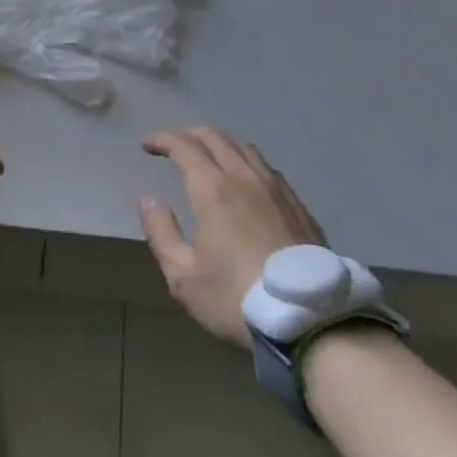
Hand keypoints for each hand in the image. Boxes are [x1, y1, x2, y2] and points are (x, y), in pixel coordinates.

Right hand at [138, 127, 325, 348]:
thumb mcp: (184, 277)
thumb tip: (148, 200)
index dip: (162, 139)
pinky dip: (246, 162)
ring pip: (245, 148)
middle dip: (189, 134)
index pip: (184, 146)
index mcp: (213, 189)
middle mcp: (245, 178)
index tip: (146, 145)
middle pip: (215, 137)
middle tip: (172, 145)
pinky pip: (267, 169)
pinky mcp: (299, 206)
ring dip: (220, 144)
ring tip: (208, 158)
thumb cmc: (237, 299)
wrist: (310, 322)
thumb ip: (161, 233)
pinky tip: (245, 181)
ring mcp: (276, 189)